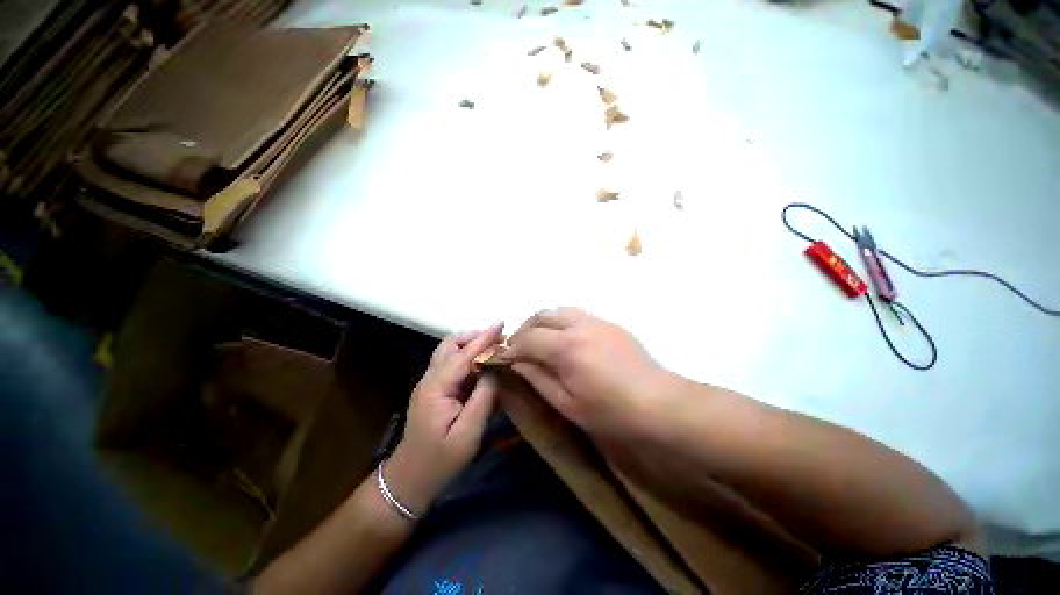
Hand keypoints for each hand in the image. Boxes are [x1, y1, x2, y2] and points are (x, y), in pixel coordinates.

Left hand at [384, 324, 503, 514]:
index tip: (501, 323)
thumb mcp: (469, 433)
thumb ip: (484, 397)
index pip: (463, 355)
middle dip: (475, 336)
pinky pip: (451, 363)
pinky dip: (467, 356)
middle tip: (499, 339)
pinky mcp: (433, 390)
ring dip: (470, 344)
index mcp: (436, 388)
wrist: (410, 480)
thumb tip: (496, 368)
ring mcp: (429, 383)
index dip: (483, 338)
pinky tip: (482, 364)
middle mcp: (430, 379)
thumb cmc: (440, 460)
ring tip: (493, 347)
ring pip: (448, 351)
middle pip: (450, 345)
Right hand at [502, 308, 676, 444]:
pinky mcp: (610, 324)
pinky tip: (566, 340)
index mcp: (566, 346)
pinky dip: (562, 322)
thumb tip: (517, 362)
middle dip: (525, 328)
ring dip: (543, 322)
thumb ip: (538, 378)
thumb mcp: (567, 403)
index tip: (503, 357)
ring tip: (540, 340)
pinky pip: (578, 315)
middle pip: (542, 315)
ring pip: (560, 310)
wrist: (660, 405)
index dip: (512, 347)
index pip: (528, 338)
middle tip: (518, 347)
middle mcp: (579, 325)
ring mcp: (597, 321)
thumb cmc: (611, 412)